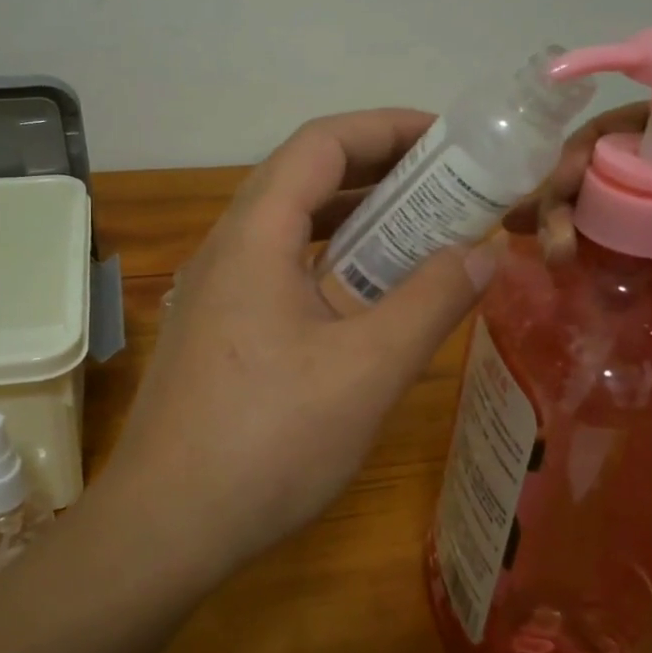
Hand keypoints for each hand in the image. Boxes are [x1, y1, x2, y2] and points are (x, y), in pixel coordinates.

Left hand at [101, 111, 496, 577]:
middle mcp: (228, 248)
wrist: (166, 525)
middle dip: (378, 170)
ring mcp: (216, 289)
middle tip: (447, 186)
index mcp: (255, 236)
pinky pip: (279, 268)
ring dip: (354, 218)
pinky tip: (366, 297)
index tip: (448, 140)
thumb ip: (431, 302)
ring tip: (419, 232)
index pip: (321, 143)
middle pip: (304, 177)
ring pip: (291, 226)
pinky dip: (330, 262)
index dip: (386, 127)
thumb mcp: (367, 370)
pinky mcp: (217, 327)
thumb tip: (485, 251)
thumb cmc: (268, 442)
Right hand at [509, 0, 651, 527]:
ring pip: (619, 232)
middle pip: (627, 181)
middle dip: (571, 194)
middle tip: (533, 232)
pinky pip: (624, 283)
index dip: (600, 139)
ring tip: (537, 266)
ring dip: (571, 237)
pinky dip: (589, 280)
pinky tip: (558, 295)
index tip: (552, 173)